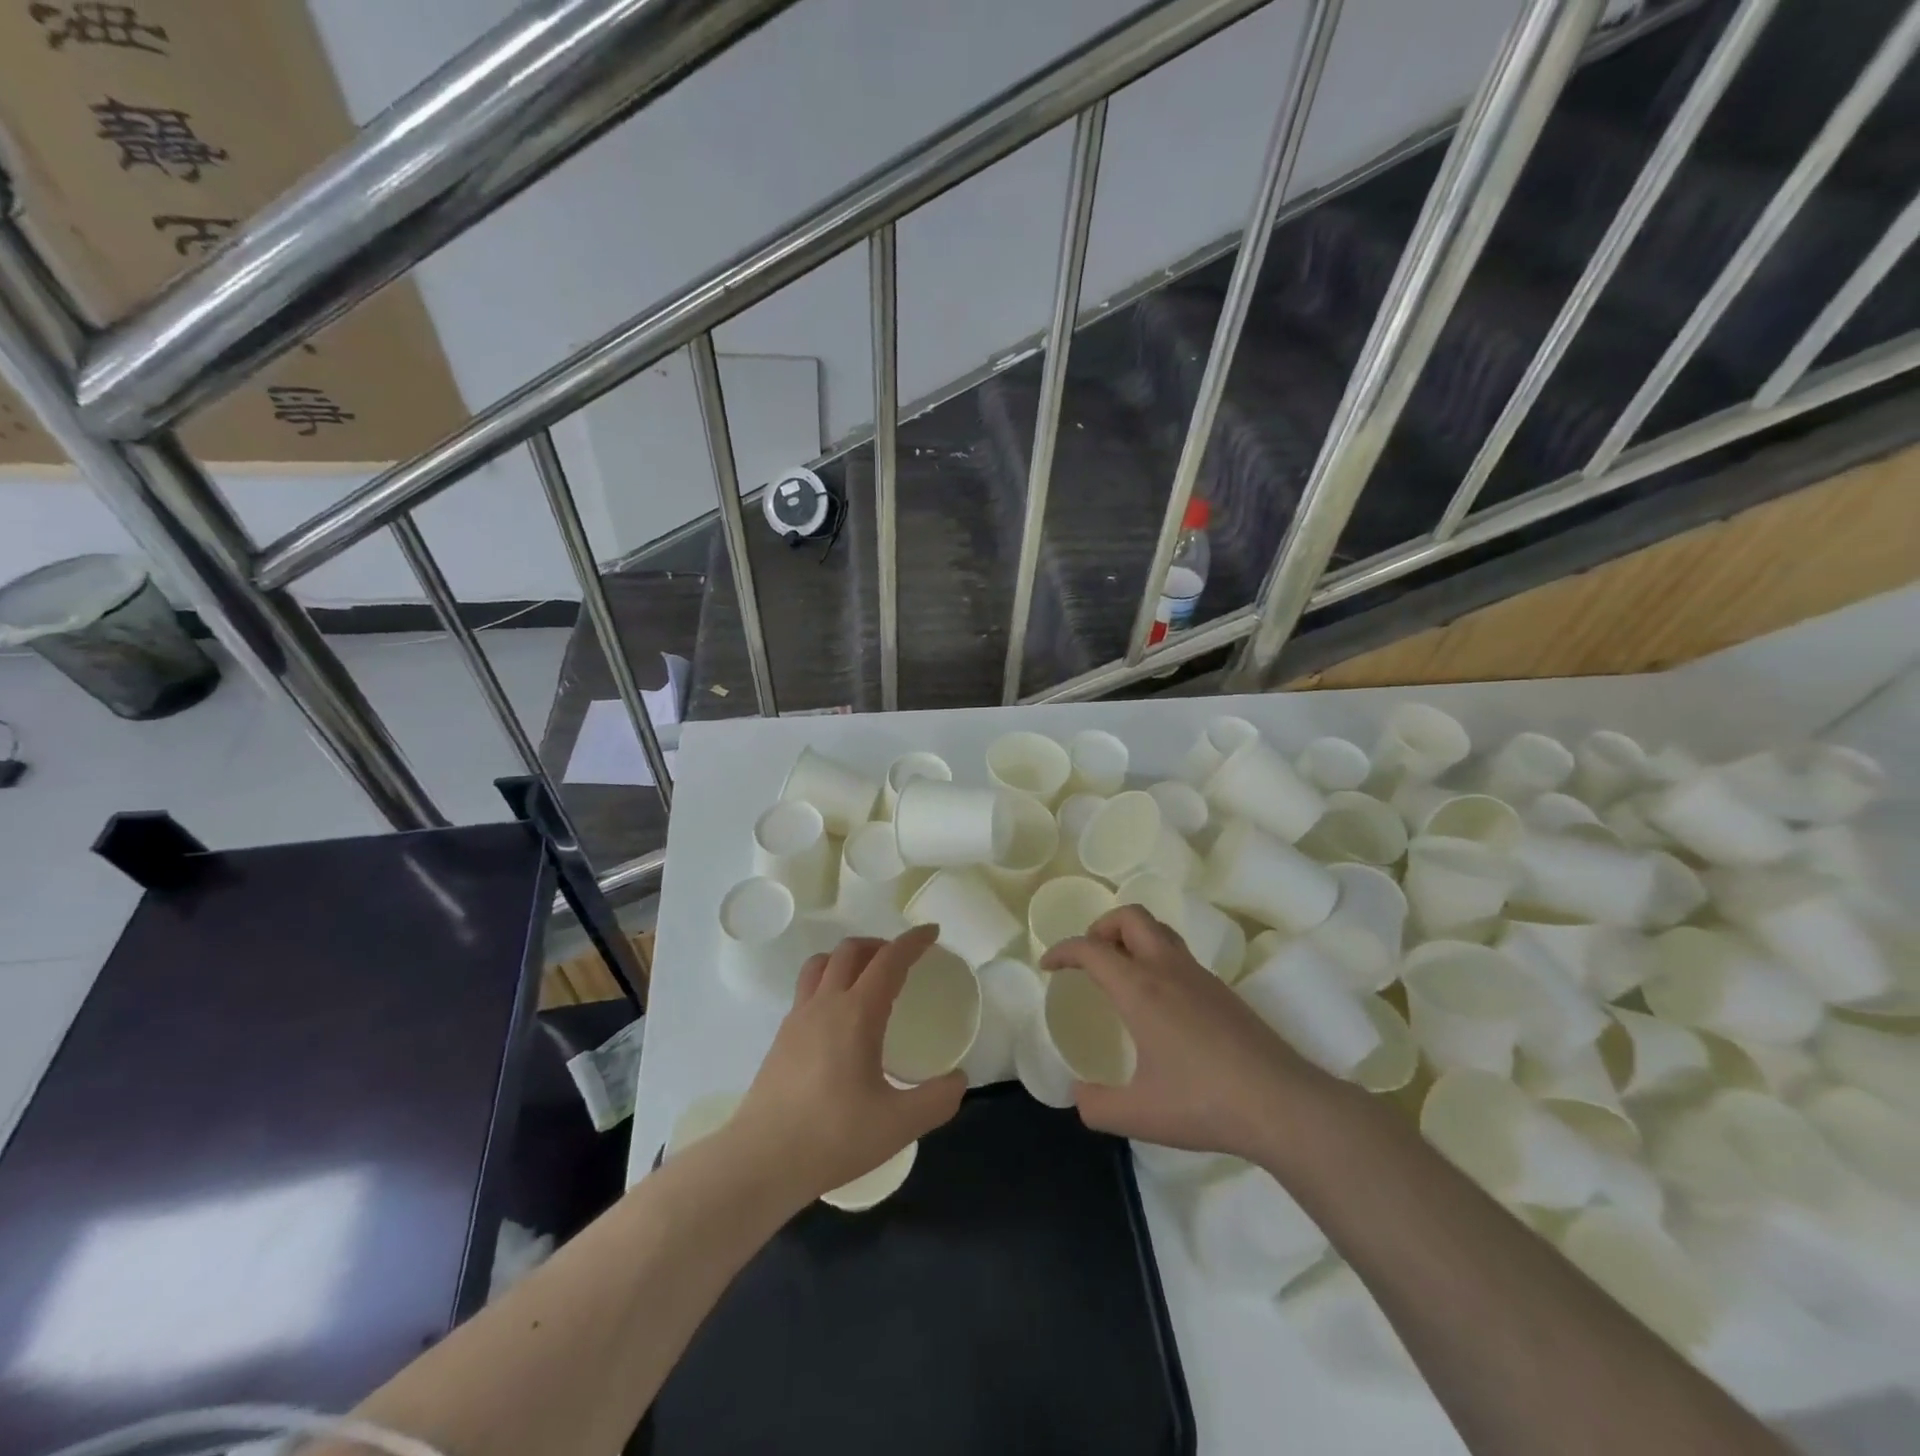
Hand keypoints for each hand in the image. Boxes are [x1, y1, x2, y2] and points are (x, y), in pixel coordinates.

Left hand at [729, 926, 965, 1203]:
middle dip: (880, 944)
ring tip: (867, 977)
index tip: (932, 932)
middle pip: (851, 950)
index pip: (889, 960)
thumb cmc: (833, 1137)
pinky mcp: (781, 1038)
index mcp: (857, 1013)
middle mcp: (825, 1004)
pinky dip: (828, 982)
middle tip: (901, 959)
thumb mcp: (899, 1125)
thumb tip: (958, 1080)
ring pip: (821, 964)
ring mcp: (798, 1018)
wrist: (761, 1161)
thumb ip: (937, 1100)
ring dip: (848, 957)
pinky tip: (838, 1017)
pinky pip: (807, 989)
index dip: (913, 942)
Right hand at [1041, 905, 1328, 1160]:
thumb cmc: (1204, 1103)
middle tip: (1090, 958)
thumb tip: (1079, 1097)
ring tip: (1121, 973)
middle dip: (1102, 927)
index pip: (1091, 948)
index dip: (1063, 950)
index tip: (1049, 966)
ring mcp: (1200, 977)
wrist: (1282, 1104)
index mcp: (1140, 989)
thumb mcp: (1139, 1115)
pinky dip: (1157, 959)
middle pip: (1131, 917)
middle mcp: (1168, 969)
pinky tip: (1159, 1003)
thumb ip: (1097, 1106)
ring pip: (1160, 931)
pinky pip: (1179, 955)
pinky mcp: (1223, 992)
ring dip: (1132, 938)